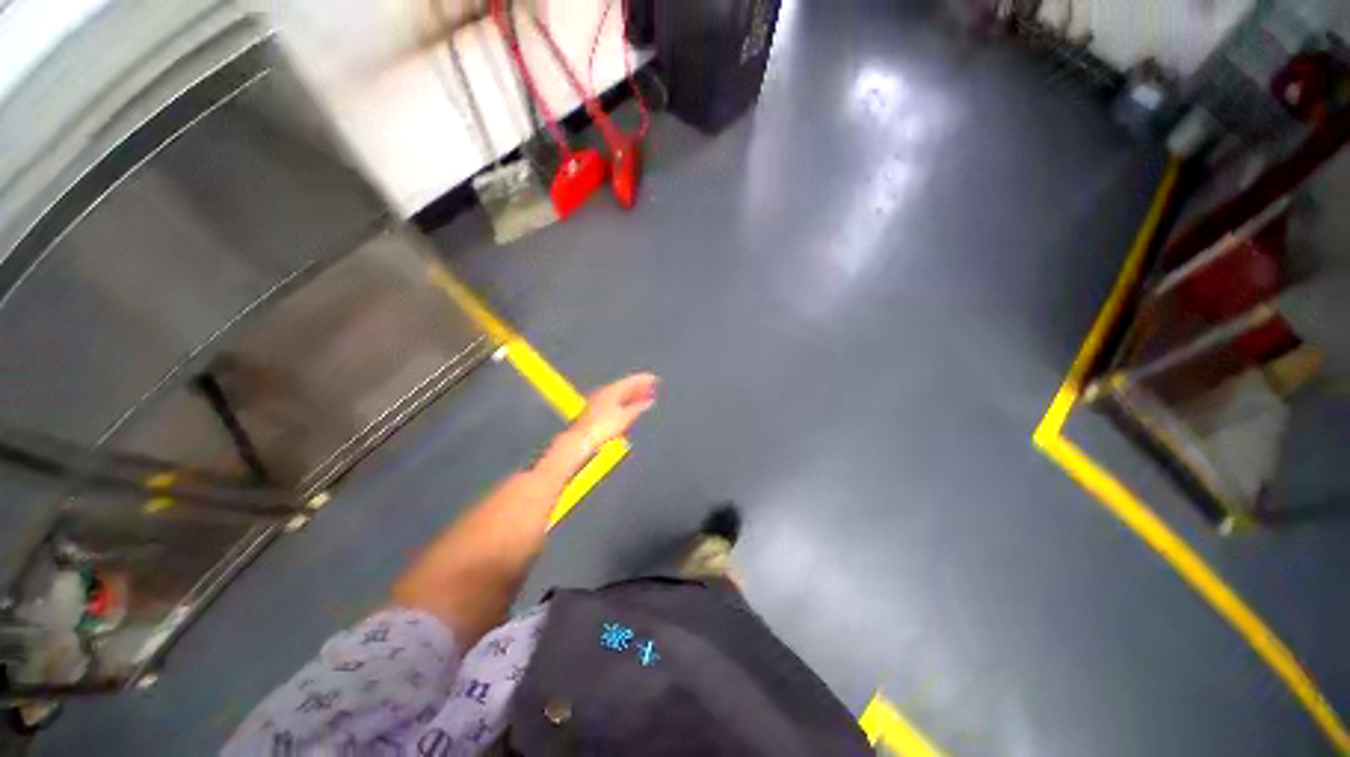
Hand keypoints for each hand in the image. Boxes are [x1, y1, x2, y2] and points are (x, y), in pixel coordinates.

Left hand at [570, 372, 658, 452]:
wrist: (582, 438)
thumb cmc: (600, 427)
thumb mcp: (625, 417)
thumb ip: (638, 408)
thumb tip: (647, 402)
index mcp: (611, 390)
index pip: (631, 381)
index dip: (644, 379)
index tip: (653, 378)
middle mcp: (604, 392)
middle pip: (626, 387)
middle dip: (639, 387)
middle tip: (651, 387)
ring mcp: (599, 400)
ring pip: (621, 395)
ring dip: (633, 395)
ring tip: (644, 397)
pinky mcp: (596, 410)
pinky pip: (615, 401)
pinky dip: (625, 402)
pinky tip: (630, 407)